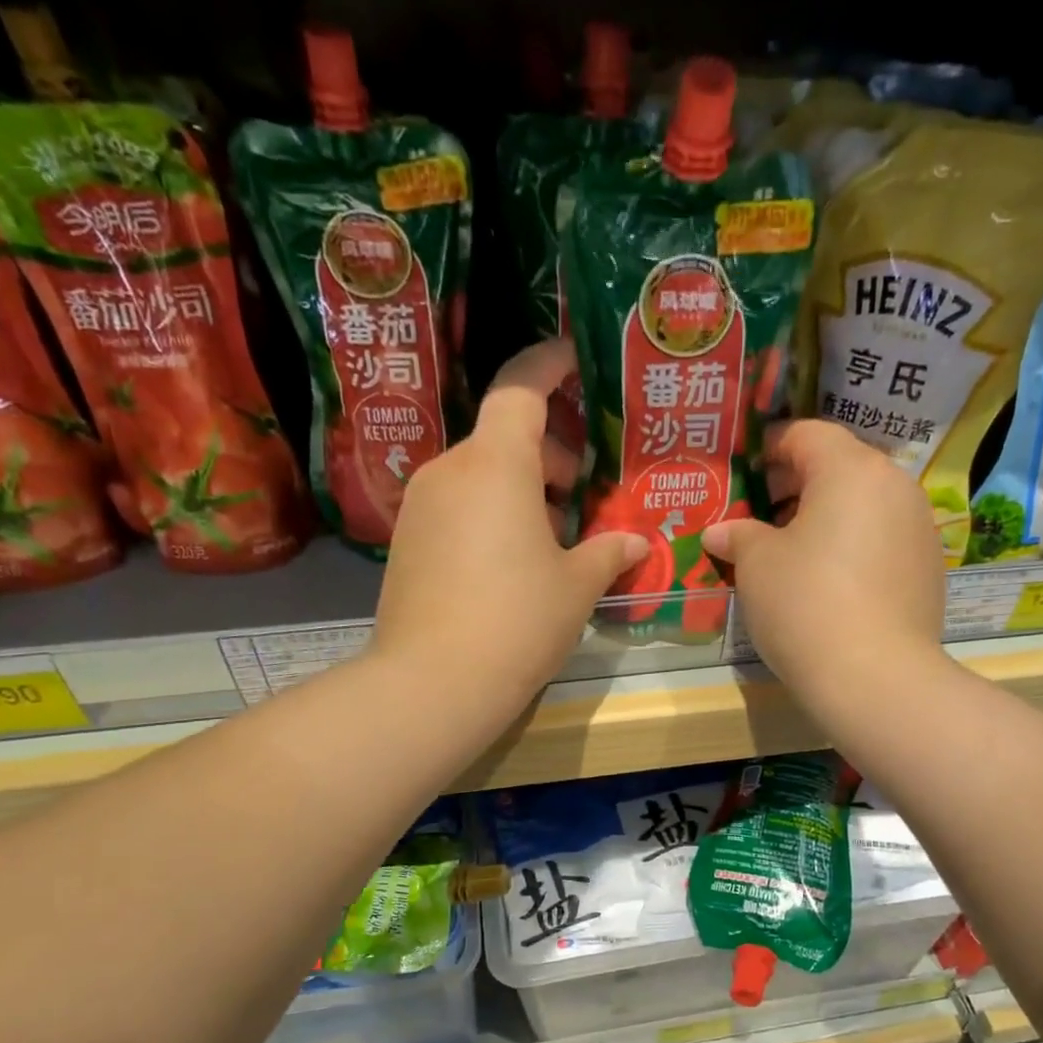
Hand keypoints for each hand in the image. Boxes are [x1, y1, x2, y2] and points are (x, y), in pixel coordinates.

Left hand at [372, 339, 647, 714]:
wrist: (433, 681)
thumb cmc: (518, 620)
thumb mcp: (576, 586)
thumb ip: (608, 552)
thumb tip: (636, 542)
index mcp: (496, 463)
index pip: (520, 387)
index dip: (549, 365)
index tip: (575, 361)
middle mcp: (450, 470)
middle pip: (502, 437)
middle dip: (546, 453)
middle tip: (579, 492)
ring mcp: (420, 506)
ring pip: (478, 475)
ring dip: (517, 489)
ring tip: (551, 537)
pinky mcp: (406, 543)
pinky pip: (456, 508)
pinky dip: (488, 515)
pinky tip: (510, 564)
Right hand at [702, 419, 944, 704]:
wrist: (875, 678)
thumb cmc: (805, 605)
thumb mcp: (757, 566)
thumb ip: (738, 536)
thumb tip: (720, 532)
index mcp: (851, 469)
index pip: (807, 434)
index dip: (772, 446)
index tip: (747, 471)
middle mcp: (895, 486)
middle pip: (841, 466)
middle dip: (797, 484)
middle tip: (762, 514)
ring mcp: (919, 528)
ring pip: (865, 504)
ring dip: (827, 516)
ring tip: (793, 552)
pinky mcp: (929, 568)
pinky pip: (883, 539)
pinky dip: (853, 546)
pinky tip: (830, 583)